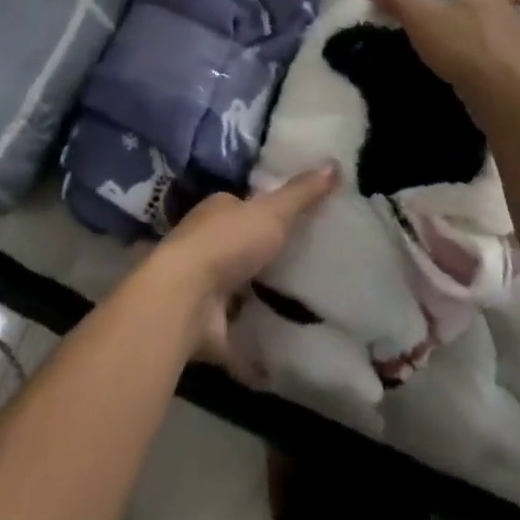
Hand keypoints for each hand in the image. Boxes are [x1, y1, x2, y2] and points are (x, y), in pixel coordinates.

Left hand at [141, 167, 337, 381]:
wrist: (184, 299)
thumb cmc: (227, 243)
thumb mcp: (271, 211)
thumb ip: (301, 193)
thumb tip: (335, 163)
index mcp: (216, 212)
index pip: (242, 206)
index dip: (266, 212)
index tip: (294, 223)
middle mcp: (204, 245)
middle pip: (240, 248)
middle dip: (263, 258)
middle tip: (305, 267)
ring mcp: (203, 288)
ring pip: (236, 291)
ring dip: (257, 301)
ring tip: (299, 311)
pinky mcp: (205, 327)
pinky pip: (236, 336)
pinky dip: (252, 347)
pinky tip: (279, 356)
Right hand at [372, 0, 519, 121]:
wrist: (501, 94)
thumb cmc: (462, 42)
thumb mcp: (419, 16)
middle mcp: (513, 15)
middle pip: (499, 8)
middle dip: (481, 14)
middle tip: (454, 20)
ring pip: (503, 38)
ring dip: (486, 42)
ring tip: (459, 49)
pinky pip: (504, 64)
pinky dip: (489, 67)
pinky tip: (469, 74)